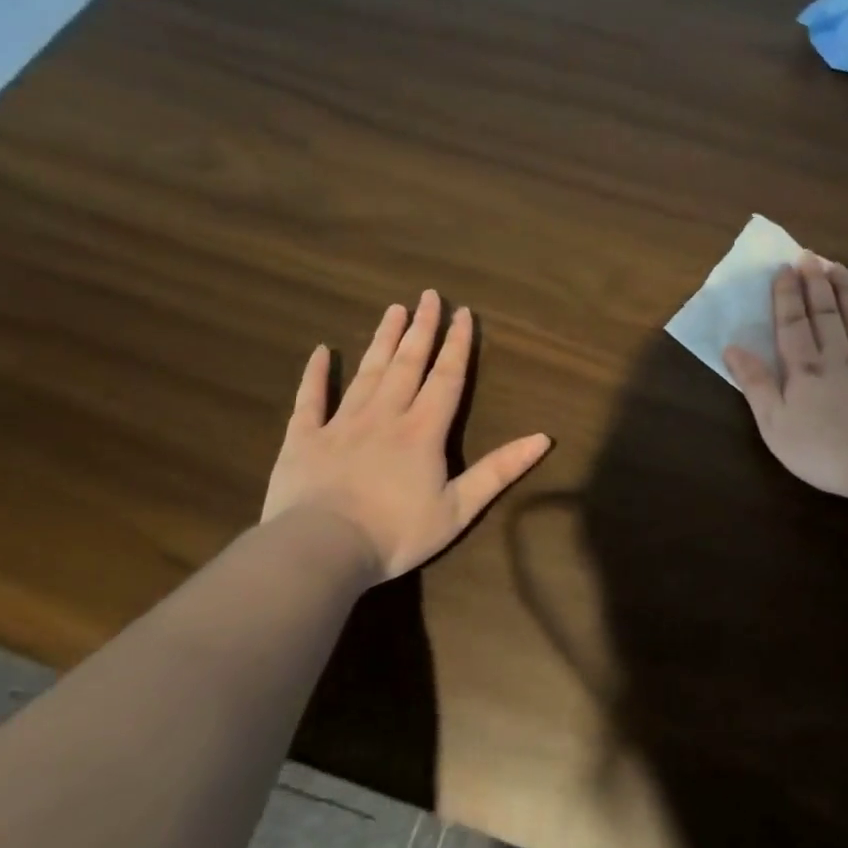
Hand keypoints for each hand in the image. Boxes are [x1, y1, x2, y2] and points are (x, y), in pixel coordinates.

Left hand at [262, 291, 551, 578]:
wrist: (321, 551)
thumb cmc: (396, 533)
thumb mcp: (459, 508)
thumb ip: (500, 470)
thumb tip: (544, 438)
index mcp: (423, 431)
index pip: (446, 377)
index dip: (457, 345)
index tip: (463, 312)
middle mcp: (385, 415)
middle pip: (407, 363)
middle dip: (421, 328)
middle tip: (428, 295)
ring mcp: (341, 423)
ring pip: (367, 372)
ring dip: (382, 340)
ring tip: (393, 309)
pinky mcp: (304, 439)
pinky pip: (309, 399)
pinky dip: (315, 374)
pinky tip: (320, 351)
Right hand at [724, 256, 847, 501]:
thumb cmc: (825, 452)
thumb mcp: (775, 425)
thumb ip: (756, 384)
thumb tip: (732, 347)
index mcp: (805, 370)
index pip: (792, 324)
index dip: (787, 295)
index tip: (785, 268)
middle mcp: (840, 357)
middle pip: (826, 313)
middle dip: (816, 283)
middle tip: (810, 255)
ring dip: (847, 292)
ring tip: (839, 267)